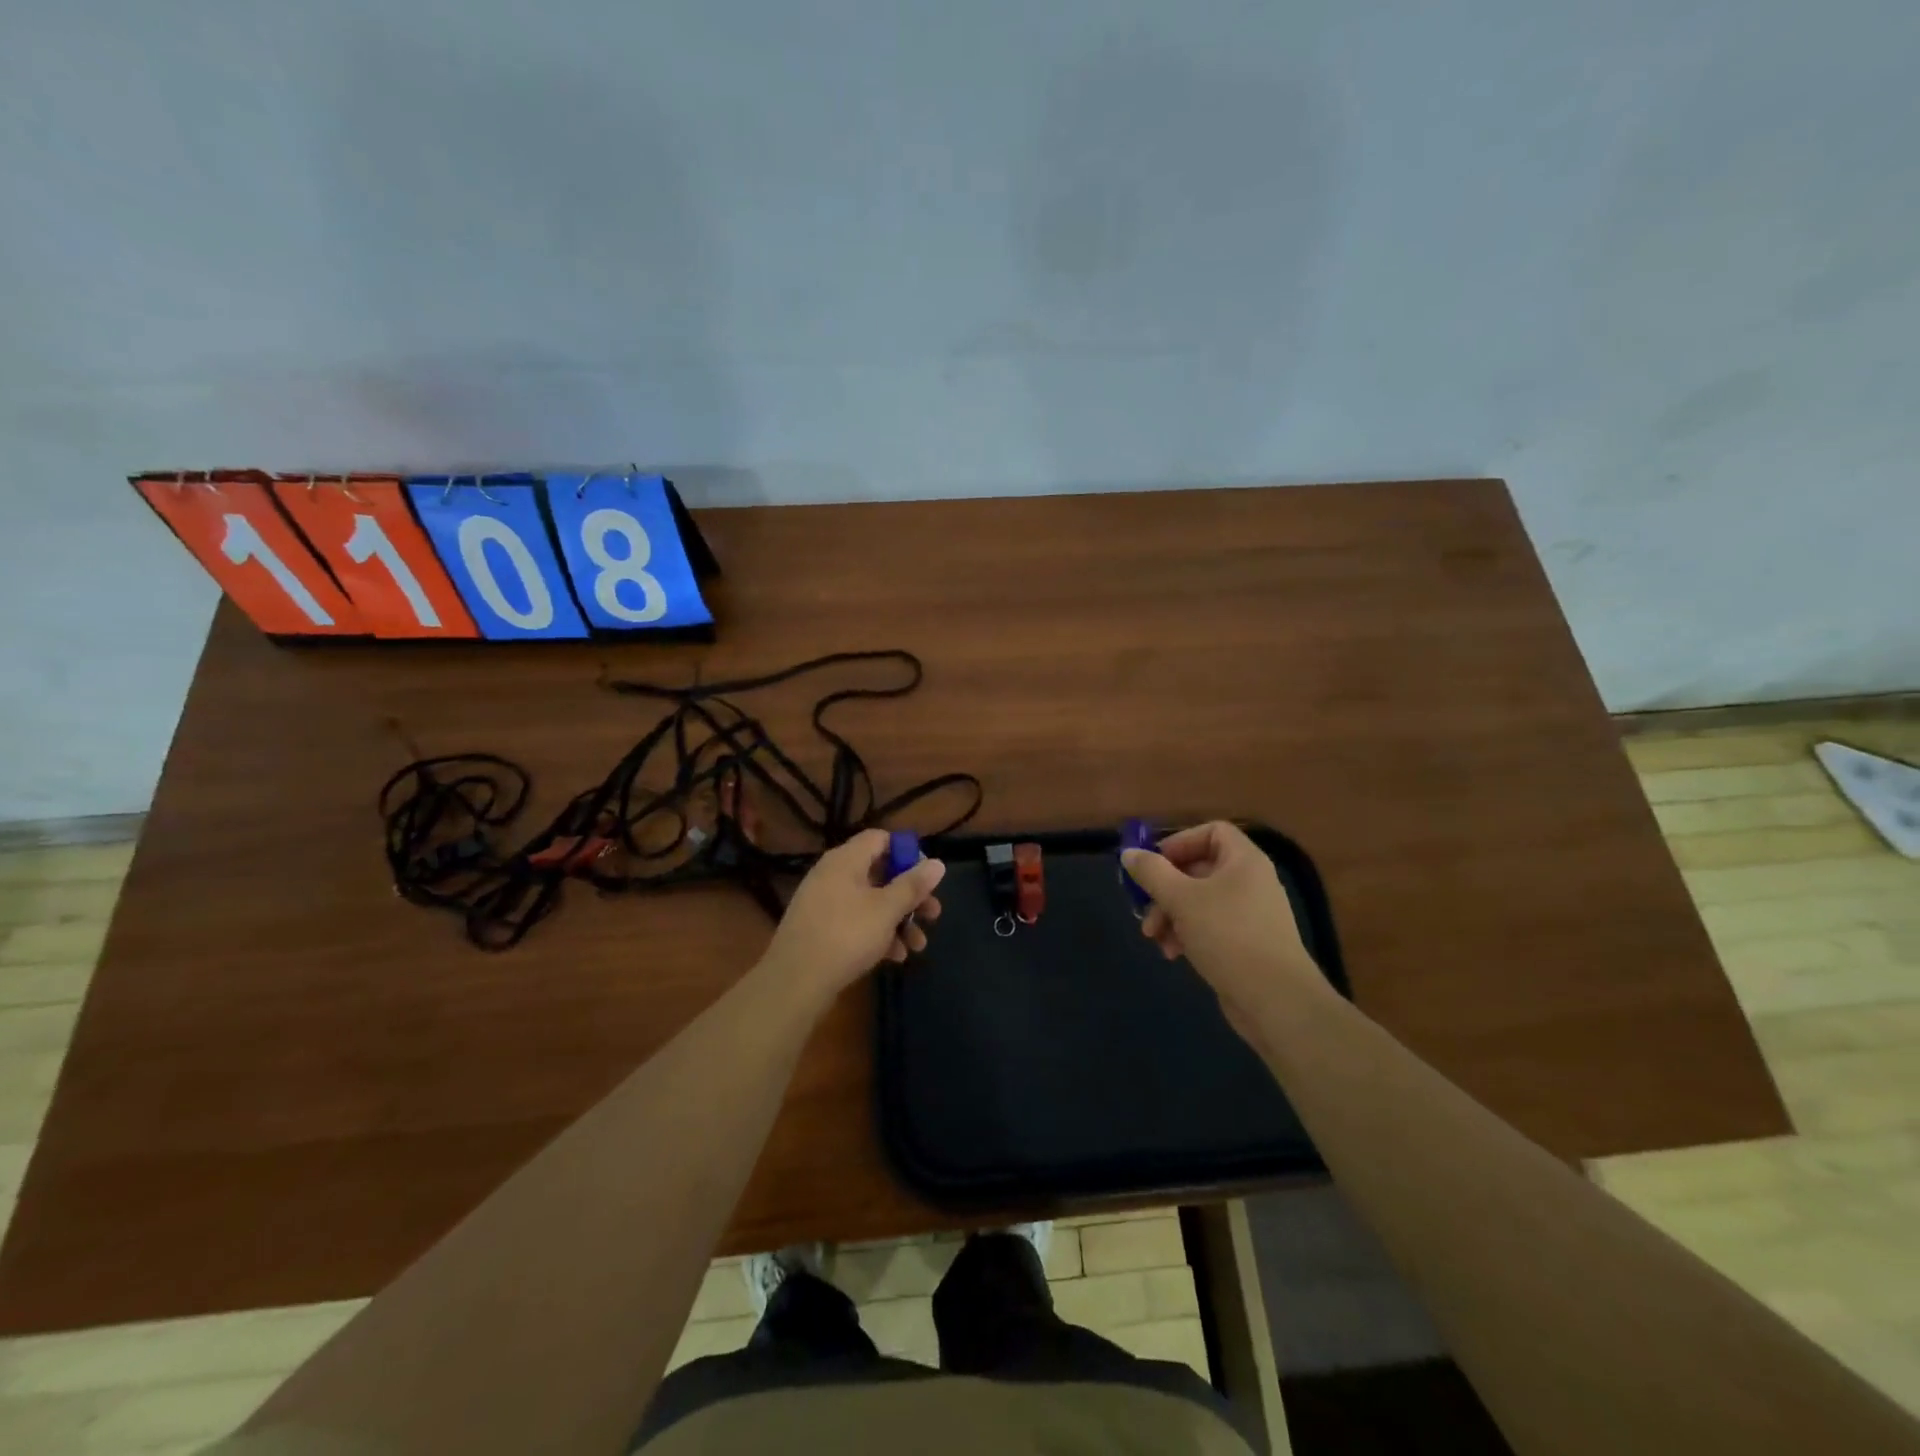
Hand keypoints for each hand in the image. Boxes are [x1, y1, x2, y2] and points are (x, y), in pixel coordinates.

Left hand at [759, 829, 945, 999]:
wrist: (794, 982)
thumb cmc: (846, 935)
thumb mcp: (886, 909)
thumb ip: (913, 885)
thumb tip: (938, 863)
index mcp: (845, 860)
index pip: (880, 839)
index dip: (907, 852)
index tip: (927, 876)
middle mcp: (832, 875)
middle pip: (880, 873)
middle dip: (910, 895)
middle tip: (933, 914)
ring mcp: (824, 903)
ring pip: (871, 902)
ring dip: (898, 920)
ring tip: (919, 946)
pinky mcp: (820, 929)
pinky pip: (856, 922)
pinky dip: (878, 934)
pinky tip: (895, 957)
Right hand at [1121, 821, 1325, 1037]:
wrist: (1276, 1000)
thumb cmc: (1228, 937)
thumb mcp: (1181, 899)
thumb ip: (1151, 873)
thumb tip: (1129, 853)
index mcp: (1243, 861)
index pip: (1211, 831)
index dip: (1179, 842)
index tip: (1154, 864)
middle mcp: (1249, 881)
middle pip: (1198, 868)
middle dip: (1165, 889)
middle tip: (1145, 909)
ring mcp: (1249, 913)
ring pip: (1199, 900)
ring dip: (1171, 915)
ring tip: (1155, 938)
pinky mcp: (1245, 943)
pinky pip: (1209, 925)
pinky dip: (1188, 933)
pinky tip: (1174, 954)